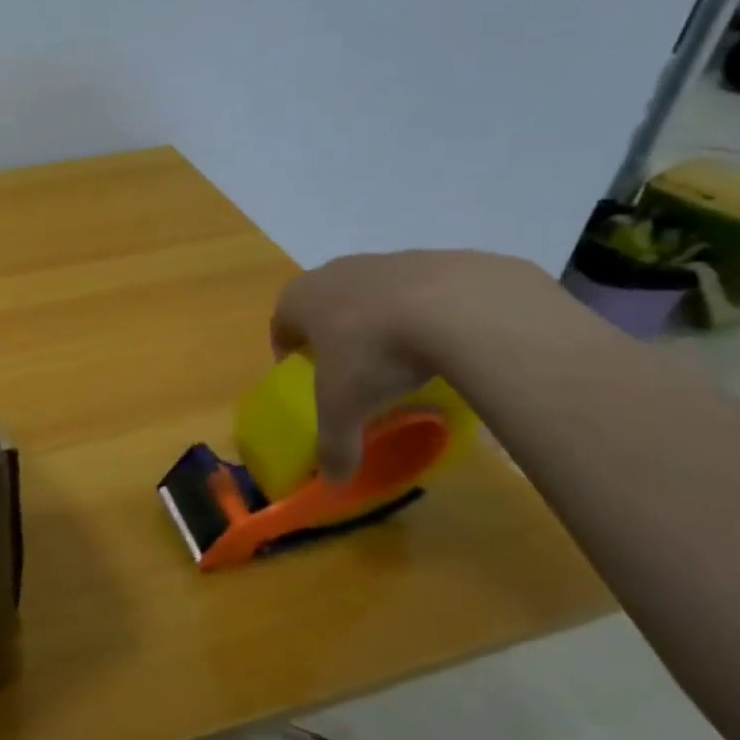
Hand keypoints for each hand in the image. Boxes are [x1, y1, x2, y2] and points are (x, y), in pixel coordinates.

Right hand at [269, 250, 547, 479]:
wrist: (459, 306)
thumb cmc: (375, 352)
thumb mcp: (346, 409)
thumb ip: (334, 445)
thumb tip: (334, 480)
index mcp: (301, 298)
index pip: (280, 324)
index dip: (288, 353)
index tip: (306, 378)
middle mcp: (336, 271)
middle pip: (324, 306)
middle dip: (333, 337)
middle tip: (353, 373)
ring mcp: (386, 260)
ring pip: (371, 296)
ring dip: (378, 324)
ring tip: (403, 361)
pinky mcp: (435, 259)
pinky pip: (418, 292)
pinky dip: (423, 315)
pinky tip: (444, 344)